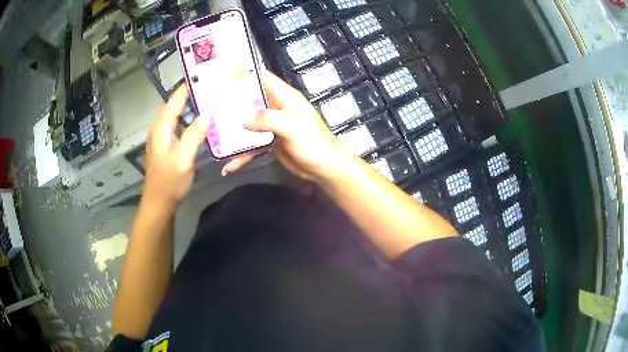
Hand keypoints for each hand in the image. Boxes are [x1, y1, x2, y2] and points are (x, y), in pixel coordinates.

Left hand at [143, 85, 209, 206]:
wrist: (159, 203)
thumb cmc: (169, 182)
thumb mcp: (183, 159)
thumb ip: (194, 135)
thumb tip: (207, 114)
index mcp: (161, 128)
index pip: (174, 100)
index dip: (186, 87)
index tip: (203, 75)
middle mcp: (160, 128)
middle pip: (174, 105)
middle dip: (190, 93)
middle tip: (211, 86)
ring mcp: (162, 137)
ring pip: (176, 114)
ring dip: (190, 105)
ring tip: (209, 98)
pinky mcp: (166, 145)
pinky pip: (178, 124)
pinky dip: (188, 118)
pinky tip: (201, 120)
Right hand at [223, 70, 345, 180]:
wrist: (325, 169)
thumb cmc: (314, 143)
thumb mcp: (292, 127)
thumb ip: (267, 119)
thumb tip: (239, 116)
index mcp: (284, 97)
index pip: (262, 78)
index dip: (243, 75)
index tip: (221, 77)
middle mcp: (276, 108)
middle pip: (250, 101)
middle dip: (231, 104)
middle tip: (208, 107)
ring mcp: (272, 126)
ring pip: (248, 124)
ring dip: (233, 132)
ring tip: (212, 137)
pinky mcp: (270, 143)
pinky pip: (252, 145)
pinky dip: (242, 155)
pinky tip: (229, 165)